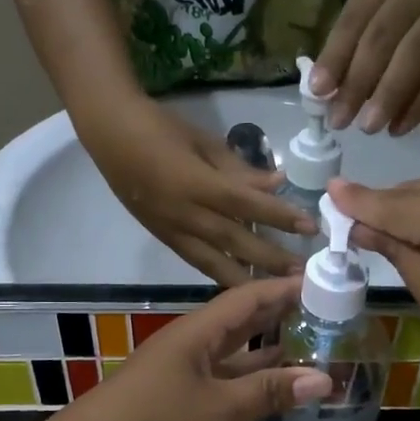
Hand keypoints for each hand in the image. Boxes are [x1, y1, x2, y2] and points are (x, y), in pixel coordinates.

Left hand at [67, 277, 331, 420]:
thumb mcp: (219, 407)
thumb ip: (269, 392)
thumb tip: (324, 378)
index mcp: (198, 332)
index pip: (248, 298)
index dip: (284, 288)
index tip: (323, 282)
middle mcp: (190, 346)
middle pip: (241, 323)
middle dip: (280, 316)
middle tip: (326, 314)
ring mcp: (181, 375)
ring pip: (232, 356)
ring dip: (268, 355)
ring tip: (311, 351)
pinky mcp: (176, 404)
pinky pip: (222, 385)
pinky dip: (249, 386)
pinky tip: (273, 394)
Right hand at [80, 97, 315, 284]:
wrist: (109, 135)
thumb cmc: (159, 128)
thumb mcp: (203, 141)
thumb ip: (240, 169)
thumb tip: (276, 185)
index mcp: (195, 183)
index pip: (246, 204)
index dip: (279, 216)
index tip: (310, 227)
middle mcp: (184, 213)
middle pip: (233, 240)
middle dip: (269, 259)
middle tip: (301, 274)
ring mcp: (171, 229)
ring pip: (212, 262)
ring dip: (246, 278)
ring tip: (274, 292)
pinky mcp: (162, 237)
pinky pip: (195, 261)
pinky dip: (218, 273)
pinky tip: (239, 283)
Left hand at [310, 0, 419, 136]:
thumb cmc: (401, 8)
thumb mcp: (372, 12)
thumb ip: (350, 47)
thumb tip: (325, 95)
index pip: (353, 19)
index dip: (335, 56)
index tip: (318, 92)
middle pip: (382, 38)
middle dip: (358, 83)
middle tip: (340, 120)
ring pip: (415, 56)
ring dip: (389, 96)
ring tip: (369, 127)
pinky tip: (400, 127)